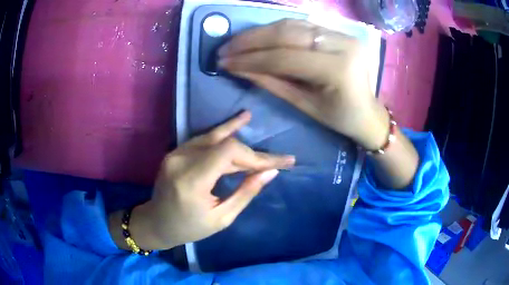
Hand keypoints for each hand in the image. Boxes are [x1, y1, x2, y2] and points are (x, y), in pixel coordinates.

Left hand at [126, 112, 294, 249]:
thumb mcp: (221, 218)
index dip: (256, 156)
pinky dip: (223, 133)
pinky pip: (204, 140)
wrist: (157, 222)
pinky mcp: (176, 152)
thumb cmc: (189, 228)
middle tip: (276, 160)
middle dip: (252, 154)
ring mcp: (176, 153)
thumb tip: (270, 172)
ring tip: (252, 120)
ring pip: (215, 137)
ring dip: (238, 138)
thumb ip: (245, 193)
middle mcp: (181, 161)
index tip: (279, 163)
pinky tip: (238, 121)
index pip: (228, 153)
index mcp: (191, 181)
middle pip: (224, 144)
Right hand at [218, 19, 388, 149]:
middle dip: (251, 40)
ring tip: (236, 42)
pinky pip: (301, 25)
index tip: (224, 62)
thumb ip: (271, 82)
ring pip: (292, 25)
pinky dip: (276, 30)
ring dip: (260, 32)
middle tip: (225, 48)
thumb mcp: (305, 105)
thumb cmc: (339, 118)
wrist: (368, 112)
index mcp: (337, 70)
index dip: (250, 59)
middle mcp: (342, 44)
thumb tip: (237, 67)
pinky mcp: (339, 32)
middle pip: (287, 34)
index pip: (285, 58)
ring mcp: (342, 34)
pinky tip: (258, 37)